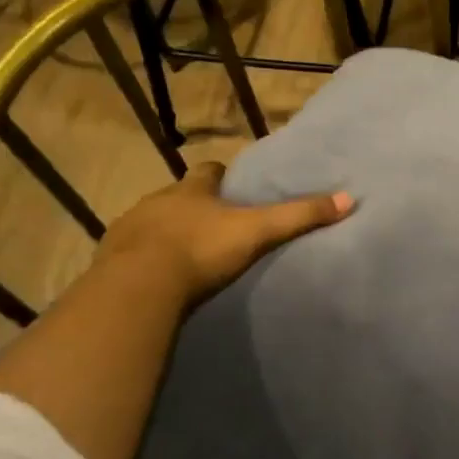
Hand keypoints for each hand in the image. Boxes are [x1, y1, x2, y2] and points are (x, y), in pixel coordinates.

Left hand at [99, 163, 353, 307]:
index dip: (219, 177)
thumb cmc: (201, 250)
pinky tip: (154, 276)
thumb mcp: (257, 232)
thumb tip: (348, 198)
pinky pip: (129, 252)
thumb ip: (298, 217)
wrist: (139, 286)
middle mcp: (157, 201)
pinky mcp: (110, 258)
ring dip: (165, 231)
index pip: (207, 172)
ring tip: (183, 253)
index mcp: (191, 191)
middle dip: (191, 205)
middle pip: (177, 195)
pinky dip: (142, 258)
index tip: (230, 186)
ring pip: (151, 222)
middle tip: (211, 223)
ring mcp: (129, 228)